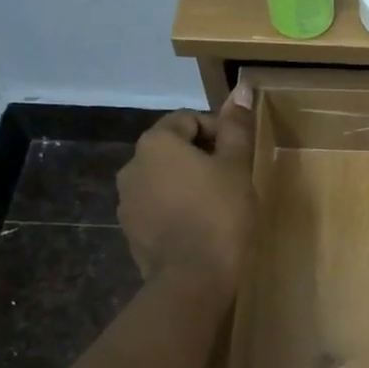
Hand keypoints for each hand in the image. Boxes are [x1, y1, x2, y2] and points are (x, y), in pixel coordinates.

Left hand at [116, 86, 256, 297]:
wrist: (193, 278)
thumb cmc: (220, 214)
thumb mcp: (236, 167)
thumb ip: (236, 127)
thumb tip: (241, 89)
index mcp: (157, 142)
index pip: (189, 119)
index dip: (219, 131)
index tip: (240, 154)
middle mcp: (132, 165)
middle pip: (172, 148)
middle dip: (201, 157)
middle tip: (232, 179)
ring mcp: (127, 200)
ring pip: (163, 179)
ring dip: (187, 183)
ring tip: (216, 204)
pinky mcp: (130, 230)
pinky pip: (156, 206)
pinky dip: (175, 208)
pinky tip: (198, 227)